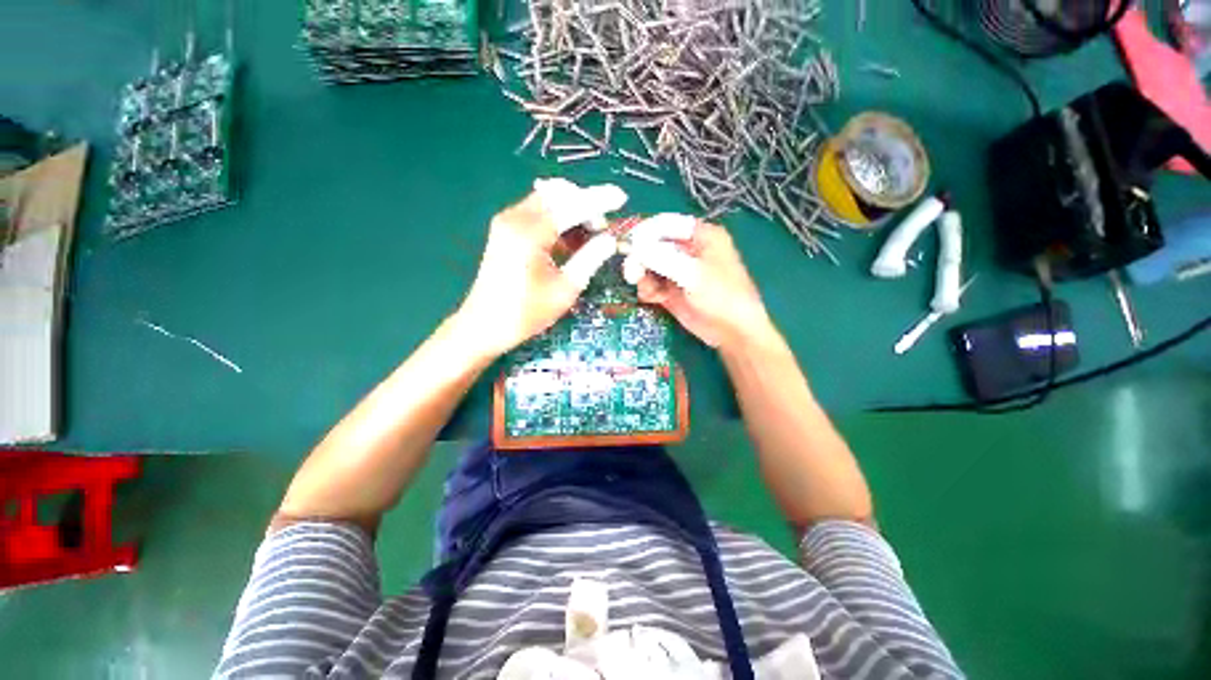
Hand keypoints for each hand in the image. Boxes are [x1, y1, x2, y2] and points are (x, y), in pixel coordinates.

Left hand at [455, 179, 627, 359]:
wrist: (484, 325)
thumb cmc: (526, 313)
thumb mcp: (565, 290)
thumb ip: (590, 259)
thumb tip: (610, 240)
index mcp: (530, 233)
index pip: (572, 205)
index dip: (599, 200)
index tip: (621, 197)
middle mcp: (515, 218)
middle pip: (558, 193)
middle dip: (585, 202)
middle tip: (602, 226)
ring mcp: (507, 221)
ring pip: (547, 199)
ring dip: (571, 209)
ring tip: (589, 232)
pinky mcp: (505, 229)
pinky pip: (537, 211)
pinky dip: (557, 217)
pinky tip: (569, 237)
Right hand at [630, 220, 774, 350]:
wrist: (732, 333)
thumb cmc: (722, 297)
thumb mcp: (693, 274)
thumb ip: (663, 257)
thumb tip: (634, 245)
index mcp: (700, 236)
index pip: (664, 224)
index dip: (644, 232)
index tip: (628, 245)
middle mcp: (687, 250)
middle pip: (652, 245)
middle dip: (640, 259)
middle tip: (632, 274)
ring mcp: (678, 271)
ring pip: (648, 265)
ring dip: (643, 277)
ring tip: (650, 292)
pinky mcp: (671, 290)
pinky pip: (651, 283)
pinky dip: (648, 290)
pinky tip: (655, 299)